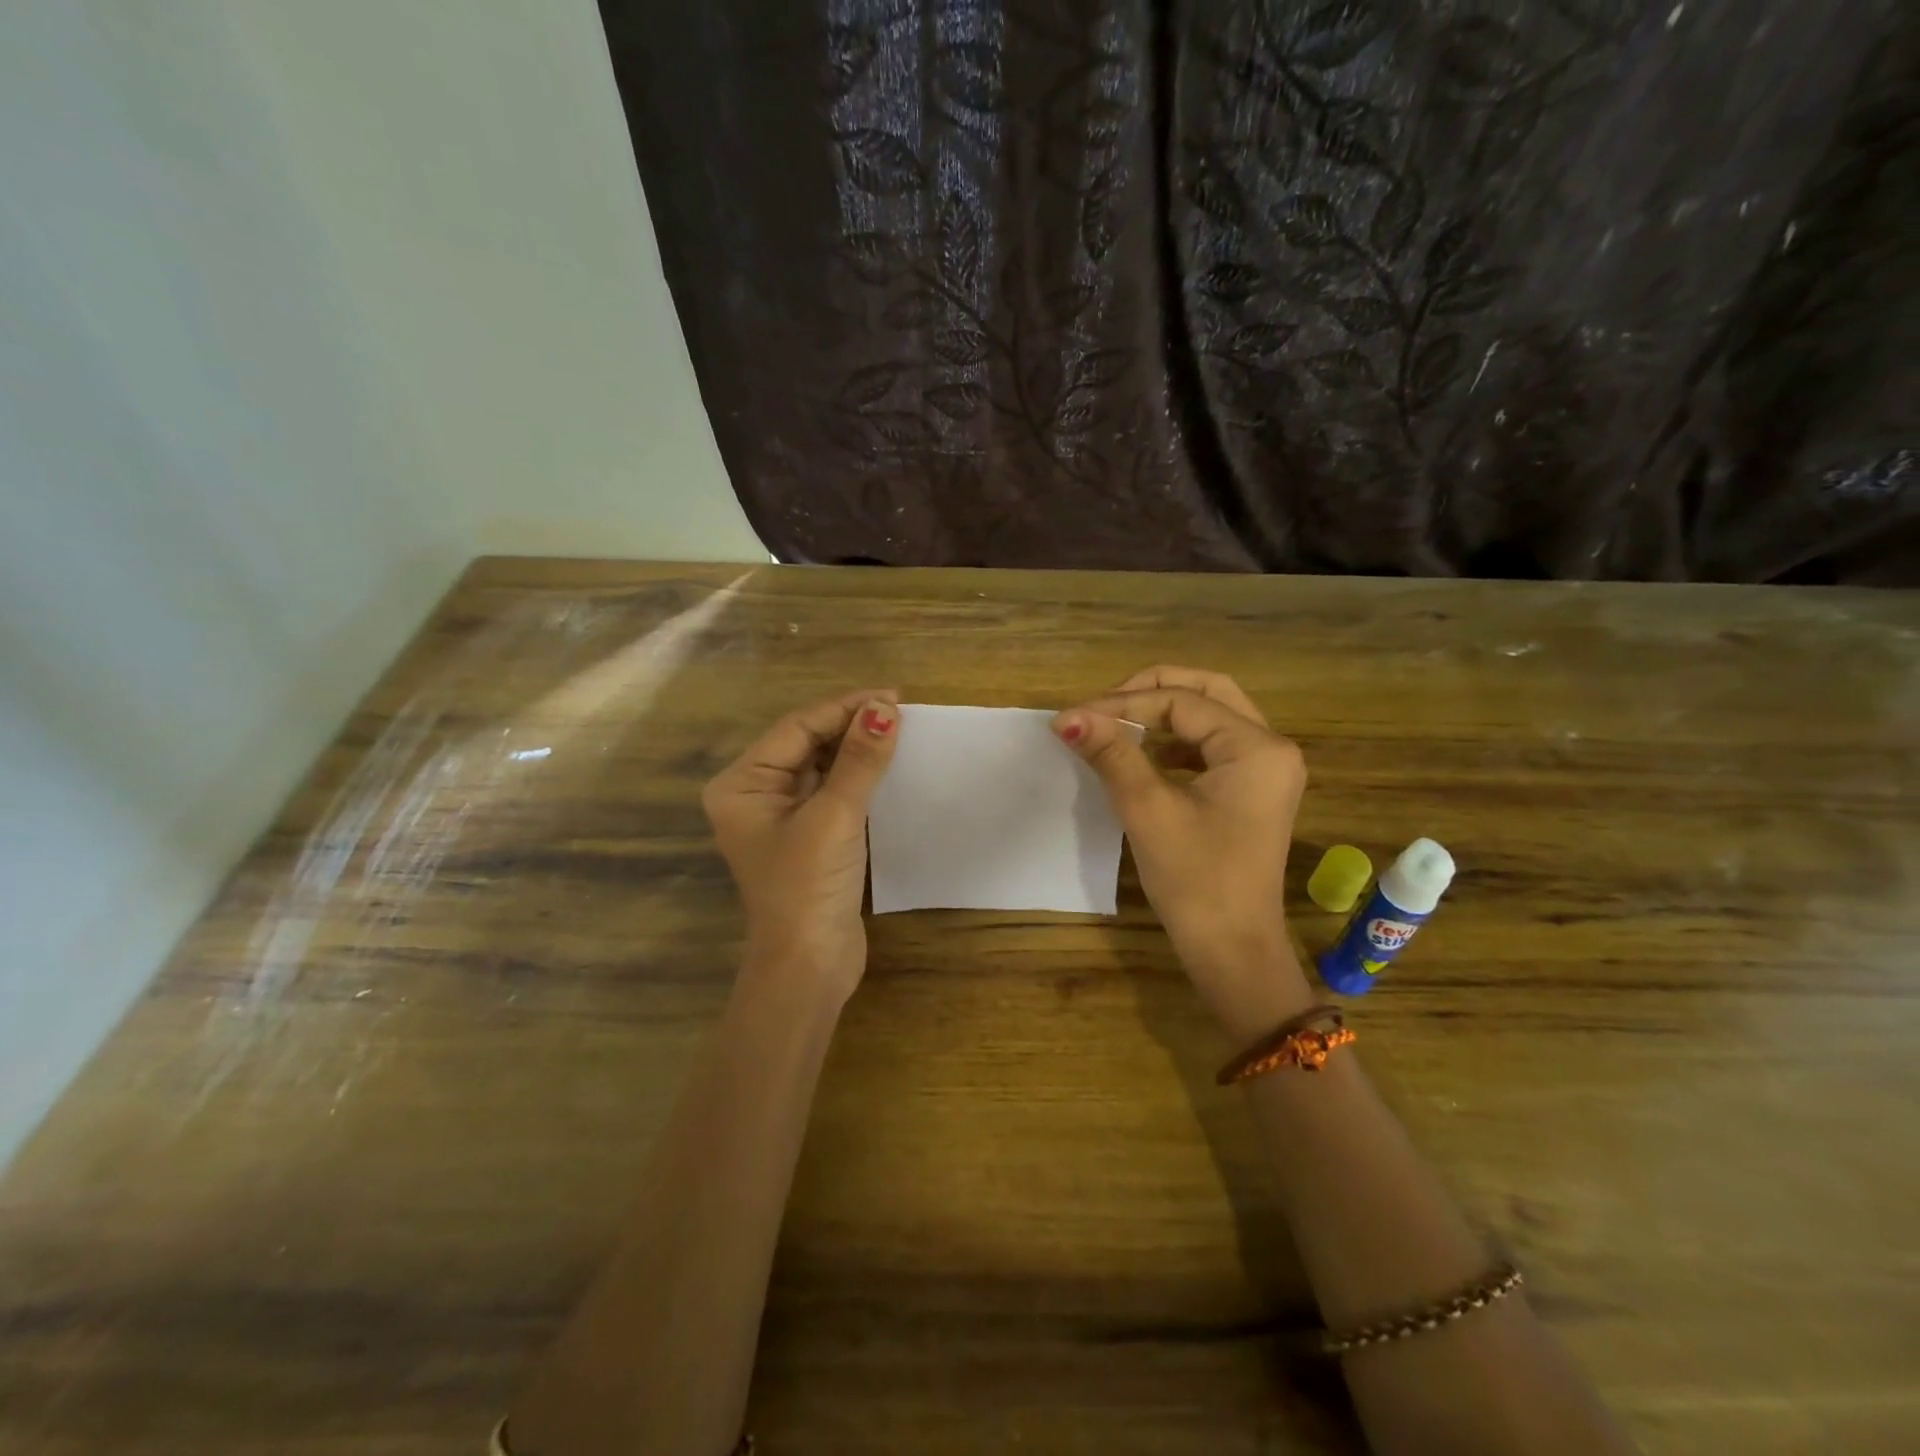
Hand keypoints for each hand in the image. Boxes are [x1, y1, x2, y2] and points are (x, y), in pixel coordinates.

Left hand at [702, 689, 899, 1003]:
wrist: (809, 966)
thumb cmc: (809, 887)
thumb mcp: (835, 817)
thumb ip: (859, 761)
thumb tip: (885, 708)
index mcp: (742, 784)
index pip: (797, 728)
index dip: (845, 707)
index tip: (892, 695)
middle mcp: (756, 794)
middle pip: (807, 743)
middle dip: (851, 725)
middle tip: (901, 710)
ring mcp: (783, 816)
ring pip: (822, 766)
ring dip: (857, 749)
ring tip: (900, 730)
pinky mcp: (809, 836)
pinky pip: (833, 791)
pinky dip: (859, 776)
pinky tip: (888, 765)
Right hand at [1054, 666, 1311, 1037]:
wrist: (1232, 951)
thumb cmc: (1195, 880)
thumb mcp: (1148, 809)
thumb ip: (1111, 753)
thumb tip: (1067, 717)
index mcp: (1257, 747)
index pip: (1182, 702)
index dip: (1123, 704)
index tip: (1074, 718)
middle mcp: (1271, 747)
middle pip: (1208, 691)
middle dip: (1151, 690)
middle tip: (1103, 704)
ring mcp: (1266, 770)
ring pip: (1212, 716)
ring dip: (1164, 712)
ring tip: (1116, 723)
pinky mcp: (1252, 791)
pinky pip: (1212, 746)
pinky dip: (1176, 741)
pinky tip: (1144, 754)